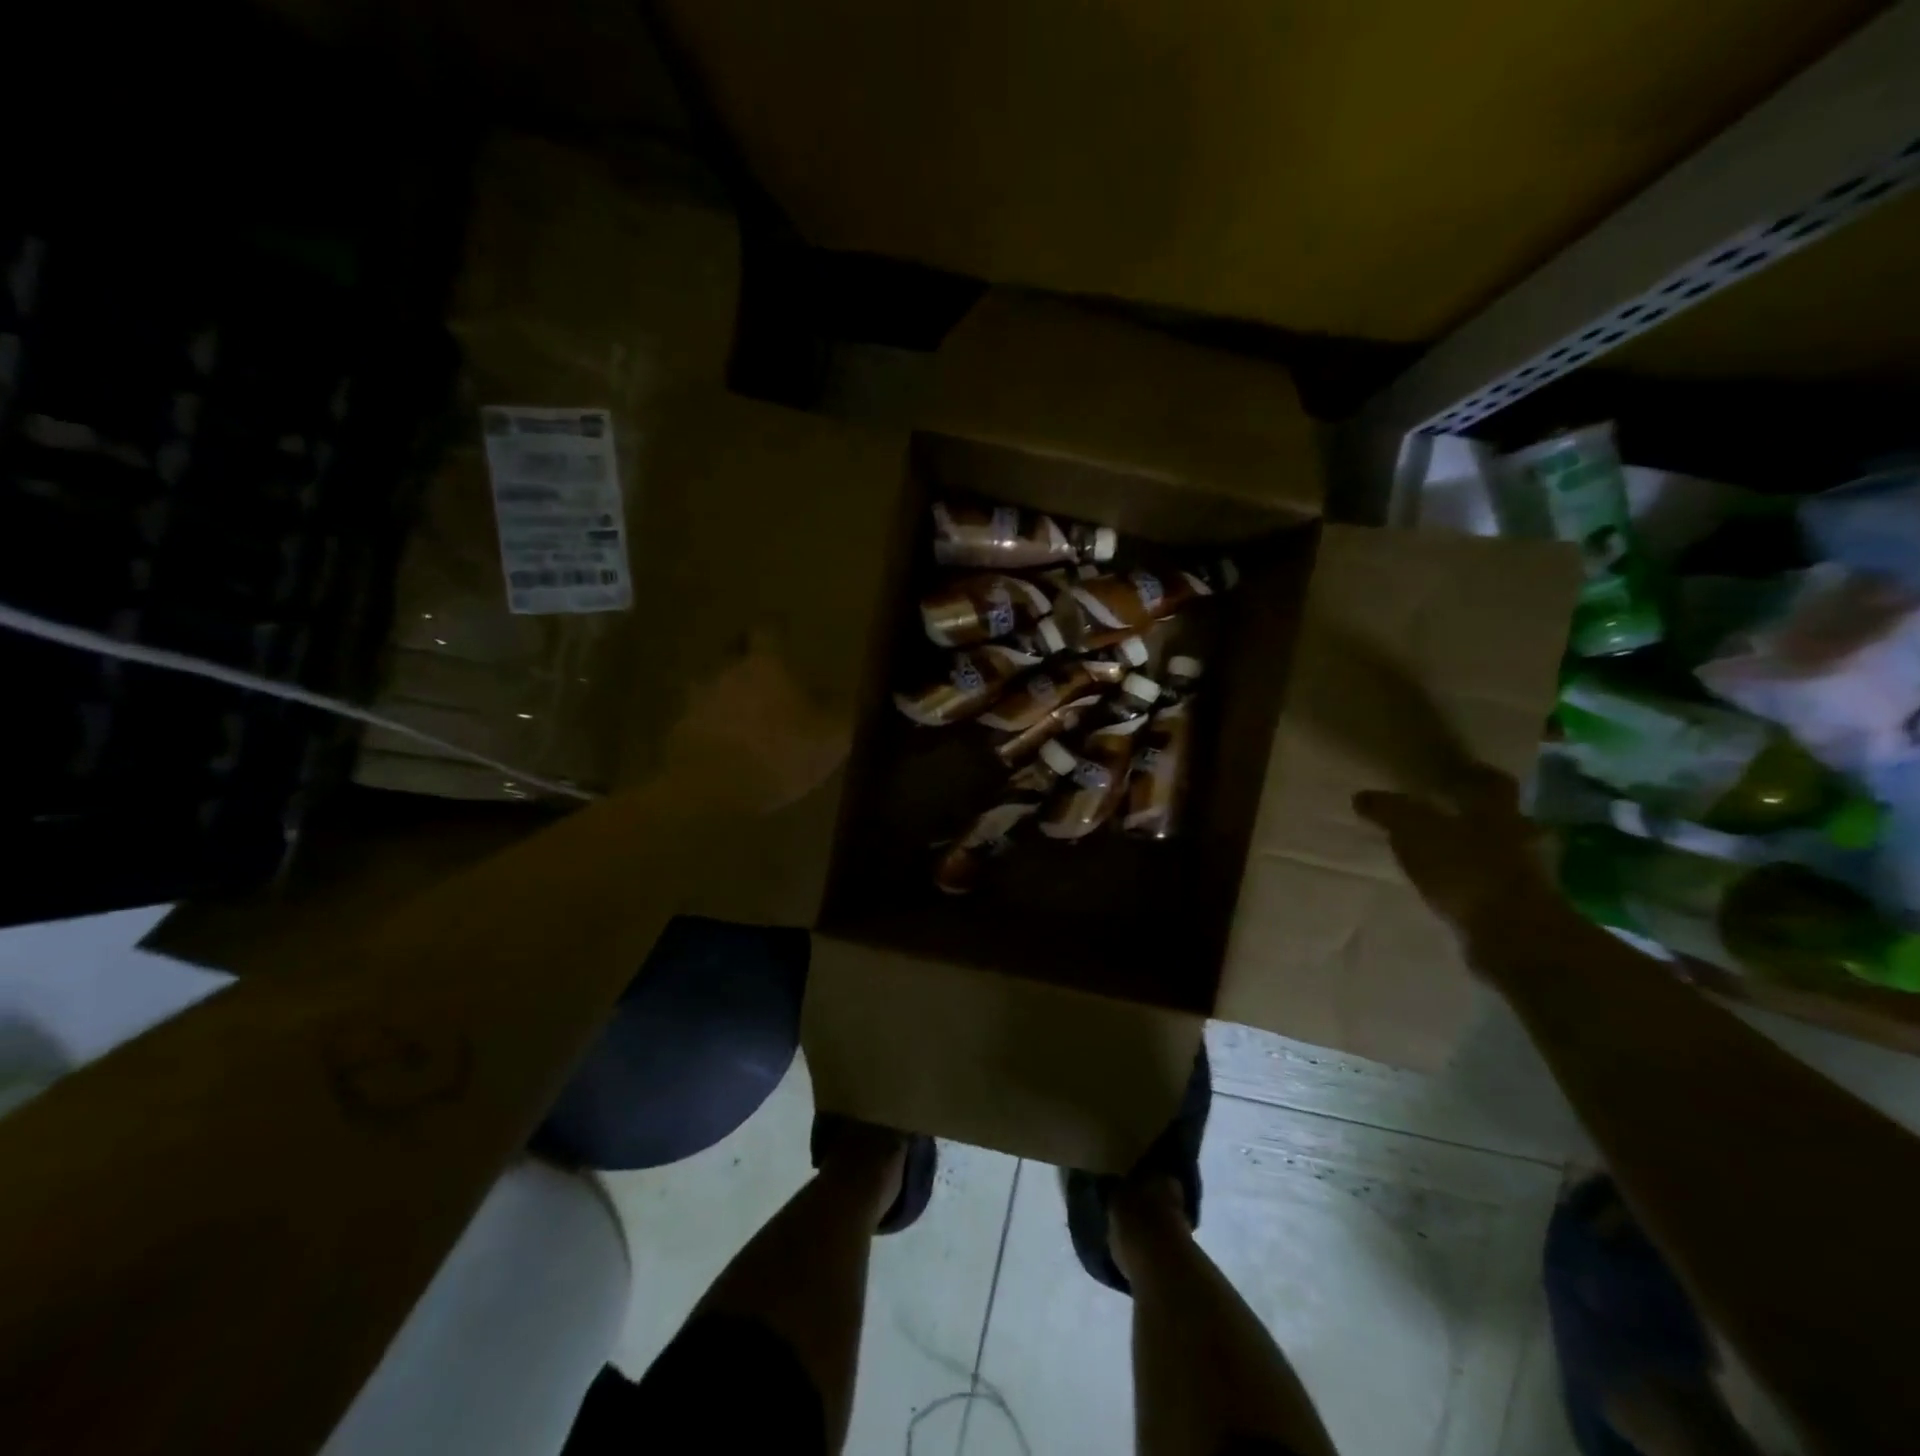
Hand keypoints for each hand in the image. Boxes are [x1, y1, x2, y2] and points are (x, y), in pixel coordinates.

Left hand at [663, 631, 851, 814]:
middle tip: (766, 672)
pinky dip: (713, 724)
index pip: (768, 628)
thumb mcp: (831, 737)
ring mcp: (696, 699)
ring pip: (715, 684)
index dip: (777, 627)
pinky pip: (700, 718)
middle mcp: (727, 669)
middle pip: (735, 652)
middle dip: (749, 658)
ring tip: (745, 712)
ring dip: (729, 692)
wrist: (708, 789)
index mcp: (765, 663)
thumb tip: (853, 693)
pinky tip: (726, 743)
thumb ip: (845, 711)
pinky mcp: (679, 730)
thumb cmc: (778, 752)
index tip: (784, 628)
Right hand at [1353, 764, 1569, 957]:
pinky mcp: (1521, 908)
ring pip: (1497, 852)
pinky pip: (1492, 885)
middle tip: (1441, 815)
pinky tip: (1447, 889)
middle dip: (1473, 816)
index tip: (1456, 773)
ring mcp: (1526, 875)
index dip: (1474, 775)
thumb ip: (1390, 811)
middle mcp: (1520, 836)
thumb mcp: (1414, 831)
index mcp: (1498, 811)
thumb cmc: (1466, 869)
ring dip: (1473, 852)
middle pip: (1498, 817)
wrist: (1514, 935)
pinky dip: (1472, 883)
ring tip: (1438, 856)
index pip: (1492, 782)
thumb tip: (1362, 796)